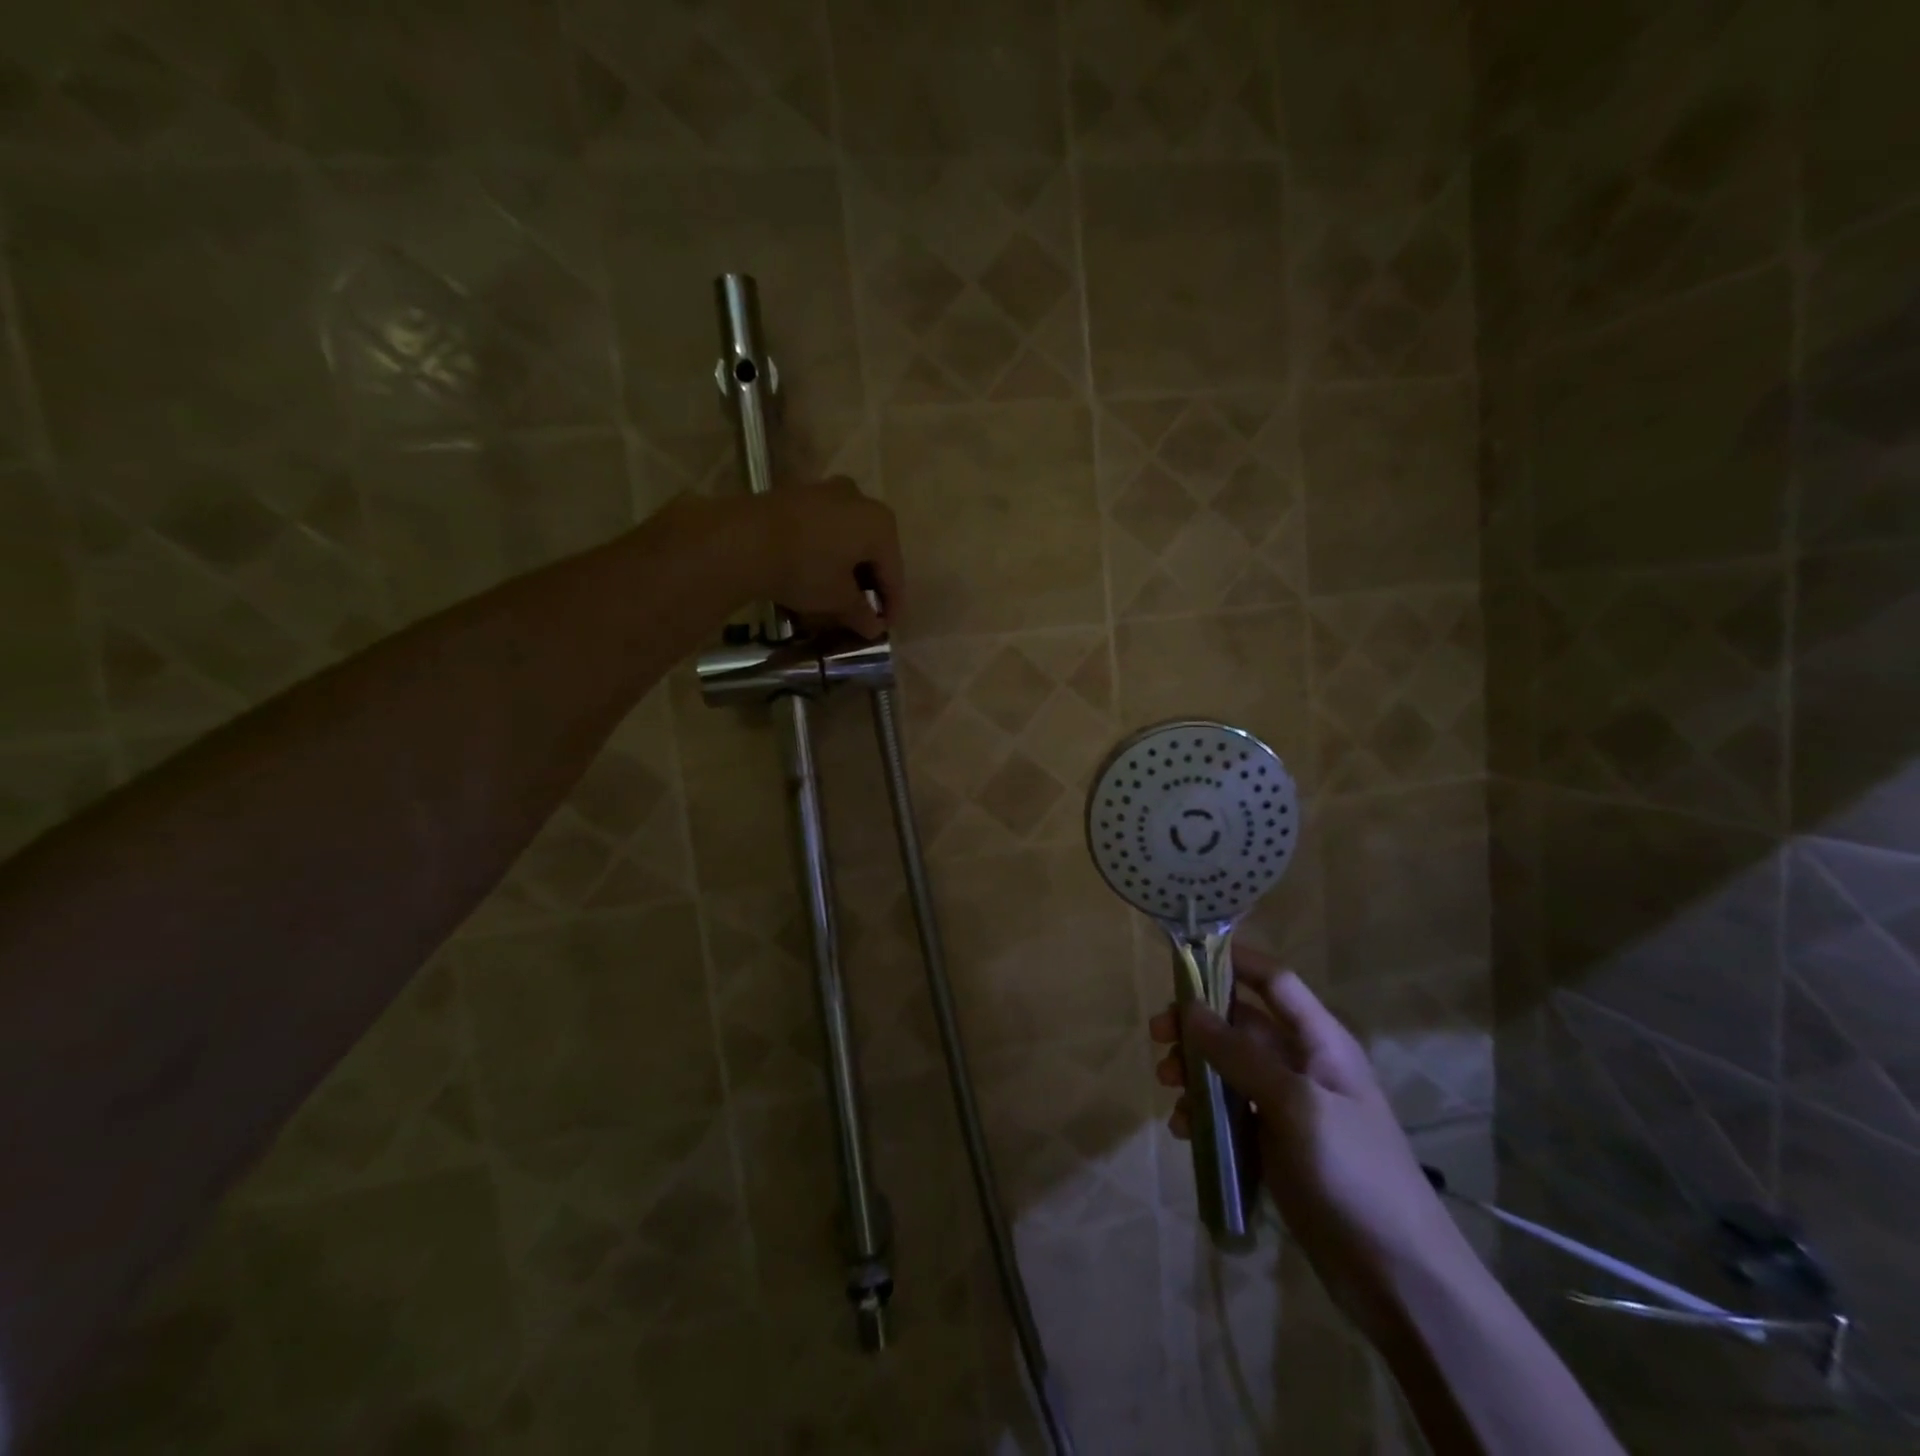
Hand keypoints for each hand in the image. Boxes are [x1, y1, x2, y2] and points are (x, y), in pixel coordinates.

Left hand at [741, 476, 902, 638]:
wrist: (743, 539)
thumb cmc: (805, 569)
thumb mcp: (838, 599)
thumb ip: (861, 613)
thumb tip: (874, 627)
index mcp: (880, 523)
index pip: (894, 572)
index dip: (891, 605)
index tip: (885, 629)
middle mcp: (859, 499)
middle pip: (872, 551)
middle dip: (869, 584)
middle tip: (864, 613)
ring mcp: (826, 492)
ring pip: (847, 538)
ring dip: (847, 568)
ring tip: (839, 596)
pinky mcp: (797, 495)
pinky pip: (824, 529)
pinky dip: (827, 553)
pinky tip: (817, 574)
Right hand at [1151, 949, 1472, 1334]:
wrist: (1399, 1278)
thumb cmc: (1353, 1173)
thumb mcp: (1295, 1105)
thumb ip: (1240, 1054)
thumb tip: (1190, 1007)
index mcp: (1320, 1042)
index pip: (1274, 981)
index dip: (1235, 961)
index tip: (1185, 959)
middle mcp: (1302, 1064)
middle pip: (1240, 1023)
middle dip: (1197, 1025)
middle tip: (1158, 1038)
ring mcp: (1288, 1106)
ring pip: (1228, 1068)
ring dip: (1194, 1071)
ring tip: (1168, 1090)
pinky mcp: (1275, 1144)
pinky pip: (1230, 1112)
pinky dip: (1204, 1113)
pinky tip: (1185, 1132)